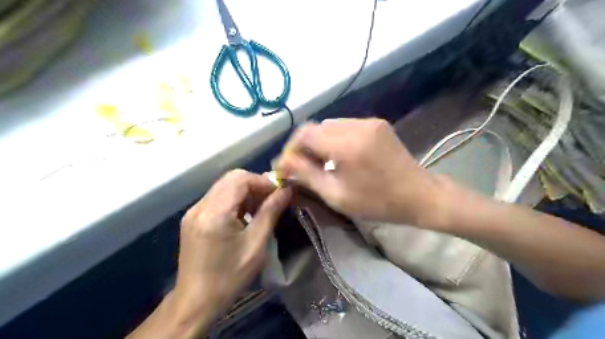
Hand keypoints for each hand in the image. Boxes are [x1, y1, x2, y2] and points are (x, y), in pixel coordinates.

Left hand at [157, 171, 289, 337]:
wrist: (196, 301)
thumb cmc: (230, 276)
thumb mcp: (256, 245)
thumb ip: (270, 212)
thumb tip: (286, 190)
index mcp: (215, 213)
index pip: (241, 179)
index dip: (263, 182)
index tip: (280, 194)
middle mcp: (200, 206)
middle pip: (232, 178)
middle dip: (255, 185)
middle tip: (271, 201)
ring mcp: (193, 211)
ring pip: (224, 186)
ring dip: (245, 192)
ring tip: (259, 209)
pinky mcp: (193, 217)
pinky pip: (217, 197)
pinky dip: (235, 200)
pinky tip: (244, 216)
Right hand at [277, 118, 439, 226]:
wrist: (419, 195)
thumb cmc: (377, 202)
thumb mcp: (336, 195)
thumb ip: (307, 176)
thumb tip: (283, 164)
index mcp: (347, 145)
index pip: (305, 134)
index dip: (290, 149)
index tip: (285, 167)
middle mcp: (357, 125)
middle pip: (316, 127)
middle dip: (302, 146)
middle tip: (299, 167)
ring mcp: (368, 122)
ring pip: (329, 125)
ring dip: (318, 142)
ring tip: (317, 163)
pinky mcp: (376, 123)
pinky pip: (344, 126)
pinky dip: (333, 139)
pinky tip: (337, 156)